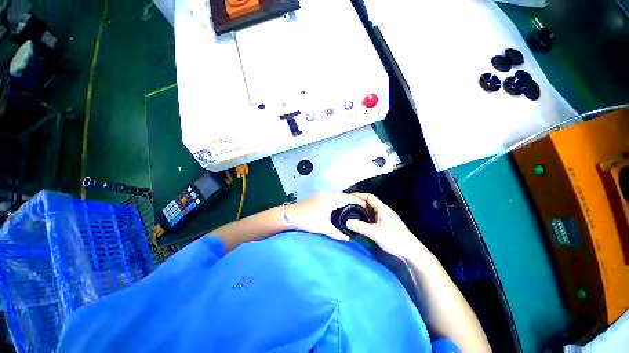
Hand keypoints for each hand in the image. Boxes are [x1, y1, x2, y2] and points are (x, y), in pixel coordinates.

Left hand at [287, 192, 366, 240]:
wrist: (291, 215)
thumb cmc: (308, 221)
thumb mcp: (323, 228)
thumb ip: (337, 234)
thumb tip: (347, 239)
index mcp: (330, 201)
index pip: (347, 198)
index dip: (357, 200)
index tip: (365, 204)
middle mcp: (327, 194)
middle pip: (343, 195)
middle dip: (352, 198)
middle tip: (360, 206)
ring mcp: (321, 193)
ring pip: (337, 194)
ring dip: (344, 198)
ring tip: (351, 205)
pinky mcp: (317, 195)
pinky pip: (332, 195)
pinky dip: (338, 198)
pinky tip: (339, 204)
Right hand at [346, 193, 424, 258]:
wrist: (410, 250)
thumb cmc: (393, 238)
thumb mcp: (374, 233)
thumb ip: (360, 227)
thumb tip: (347, 222)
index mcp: (382, 209)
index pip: (369, 197)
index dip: (359, 195)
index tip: (349, 196)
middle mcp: (384, 210)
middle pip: (370, 203)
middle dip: (359, 202)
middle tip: (348, 205)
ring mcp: (386, 217)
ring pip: (372, 210)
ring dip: (362, 210)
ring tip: (352, 212)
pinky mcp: (387, 224)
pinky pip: (374, 216)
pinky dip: (366, 216)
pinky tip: (361, 221)